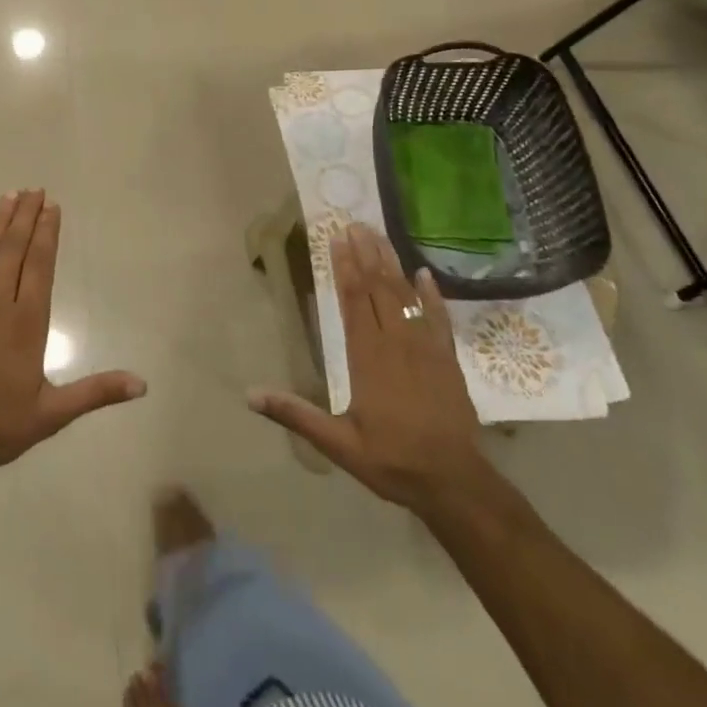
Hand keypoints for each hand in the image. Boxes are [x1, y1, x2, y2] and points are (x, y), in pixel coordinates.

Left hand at [0, 190, 146, 466]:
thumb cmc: (0, 421)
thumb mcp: (53, 412)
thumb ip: (97, 392)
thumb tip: (142, 384)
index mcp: (28, 321)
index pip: (41, 265)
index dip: (47, 234)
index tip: (51, 206)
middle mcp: (0, 303)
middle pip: (15, 250)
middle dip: (27, 218)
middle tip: (34, 189)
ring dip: (0, 223)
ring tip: (10, 195)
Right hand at [249, 223, 488, 514]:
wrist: (455, 482)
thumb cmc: (392, 461)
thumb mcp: (338, 444)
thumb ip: (296, 415)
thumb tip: (251, 395)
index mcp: (368, 357)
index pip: (353, 301)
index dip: (343, 268)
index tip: (336, 239)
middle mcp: (396, 342)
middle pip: (379, 288)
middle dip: (365, 254)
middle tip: (354, 223)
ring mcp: (426, 347)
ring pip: (406, 295)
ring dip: (391, 263)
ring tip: (378, 235)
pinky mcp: (448, 358)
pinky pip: (439, 317)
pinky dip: (431, 294)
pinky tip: (424, 273)